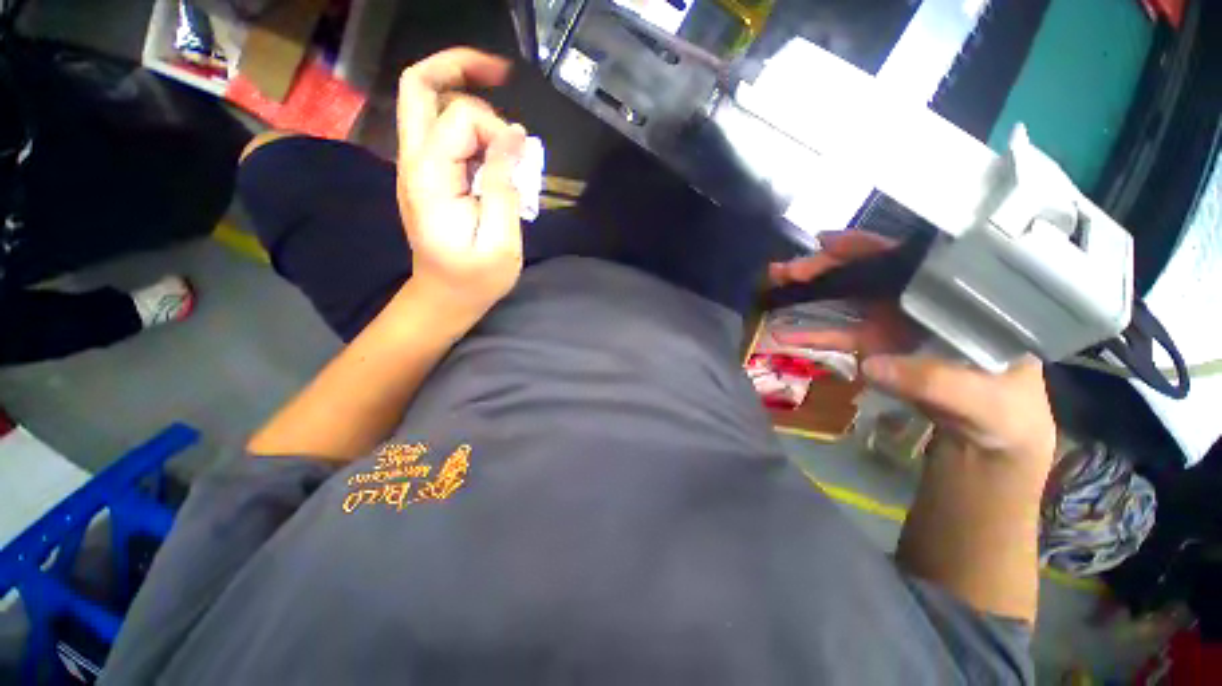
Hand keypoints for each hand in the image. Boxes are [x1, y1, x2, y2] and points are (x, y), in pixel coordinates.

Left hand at [397, 47, 526, 318]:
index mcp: (430, 178)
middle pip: (418, 86)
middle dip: (459, 68)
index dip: (496, 129)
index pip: (458, 118)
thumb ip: (504, 185)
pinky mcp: (428, 175)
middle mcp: (414, 161)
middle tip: (502, 73)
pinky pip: (443, 133)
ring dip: (471, 104)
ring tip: (507, 137)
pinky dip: (472, 131)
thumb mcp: (501, 240)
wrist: (444, 298)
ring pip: (429, 104)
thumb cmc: (475, 279)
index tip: (520, 161)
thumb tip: (515, 135)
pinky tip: (497, 153)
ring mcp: (417, 166)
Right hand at [769, 231, 1056, 467]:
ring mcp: (896, 323)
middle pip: (869, 273)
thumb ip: (934, 382)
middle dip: (826, 267)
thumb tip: (870, 364)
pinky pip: (840, 335)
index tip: (829, 243)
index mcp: (958, 297)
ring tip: (777, 283)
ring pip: (849, 297)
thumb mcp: (981, 400)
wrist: (988, 439)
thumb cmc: (1004, 413)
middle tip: (787, 270)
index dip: (869, 247)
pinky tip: (784, 333)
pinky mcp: (877, 346)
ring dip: (811, 290)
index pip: (912, 259)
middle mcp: (924, 301)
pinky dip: (811, 334)